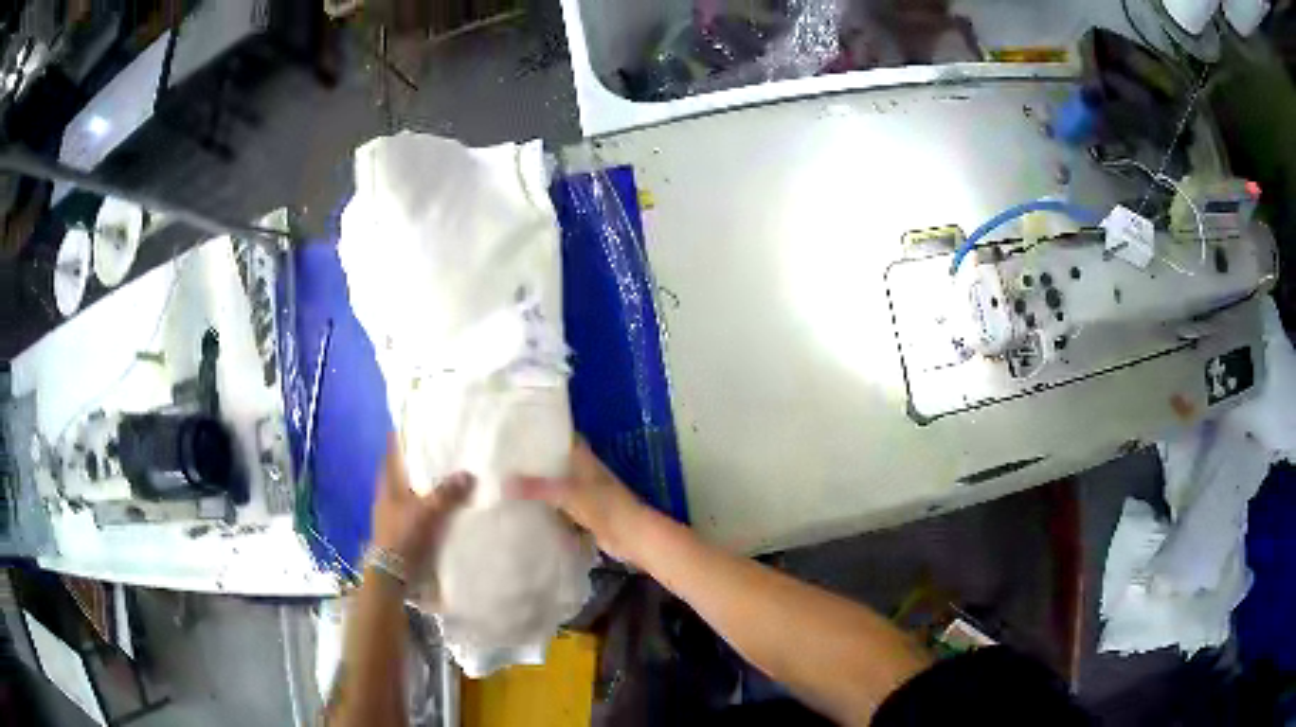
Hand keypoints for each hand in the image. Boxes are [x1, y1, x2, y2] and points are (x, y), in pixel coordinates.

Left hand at [370, 434, 472, 577]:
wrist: (393, 573)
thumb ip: (447, 493)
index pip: (393, 453)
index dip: (403, 439)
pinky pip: (421, 511)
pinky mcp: (405, 530)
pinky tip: (450, 508)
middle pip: (405, 472)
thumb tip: (469, 474)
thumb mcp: (427, 512)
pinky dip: (433, 507)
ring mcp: (396, 514)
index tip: (420, 427)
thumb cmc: (404, 535)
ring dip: (429, 486)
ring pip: (414, 492)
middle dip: (422, 463)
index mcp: (389, 484)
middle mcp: (390, 495)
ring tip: (453, 478)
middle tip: (445, 451)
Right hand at [509, 439, 646, 561]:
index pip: (561, 437)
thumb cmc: (604, 506)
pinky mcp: (583, 513)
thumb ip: (536, 487)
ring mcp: (583, 492)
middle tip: (502, 460)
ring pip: (556, 483)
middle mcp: (582, 471)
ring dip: (538, 484)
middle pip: (555, 461)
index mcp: (583, 458)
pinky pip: (558, 505)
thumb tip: (502, 482)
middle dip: (534, 461)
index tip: (516, 432)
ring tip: (505, 482)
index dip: (542, 433)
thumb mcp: (567, 493)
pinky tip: (523, 508)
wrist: (631, 535)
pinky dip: (544, 505)